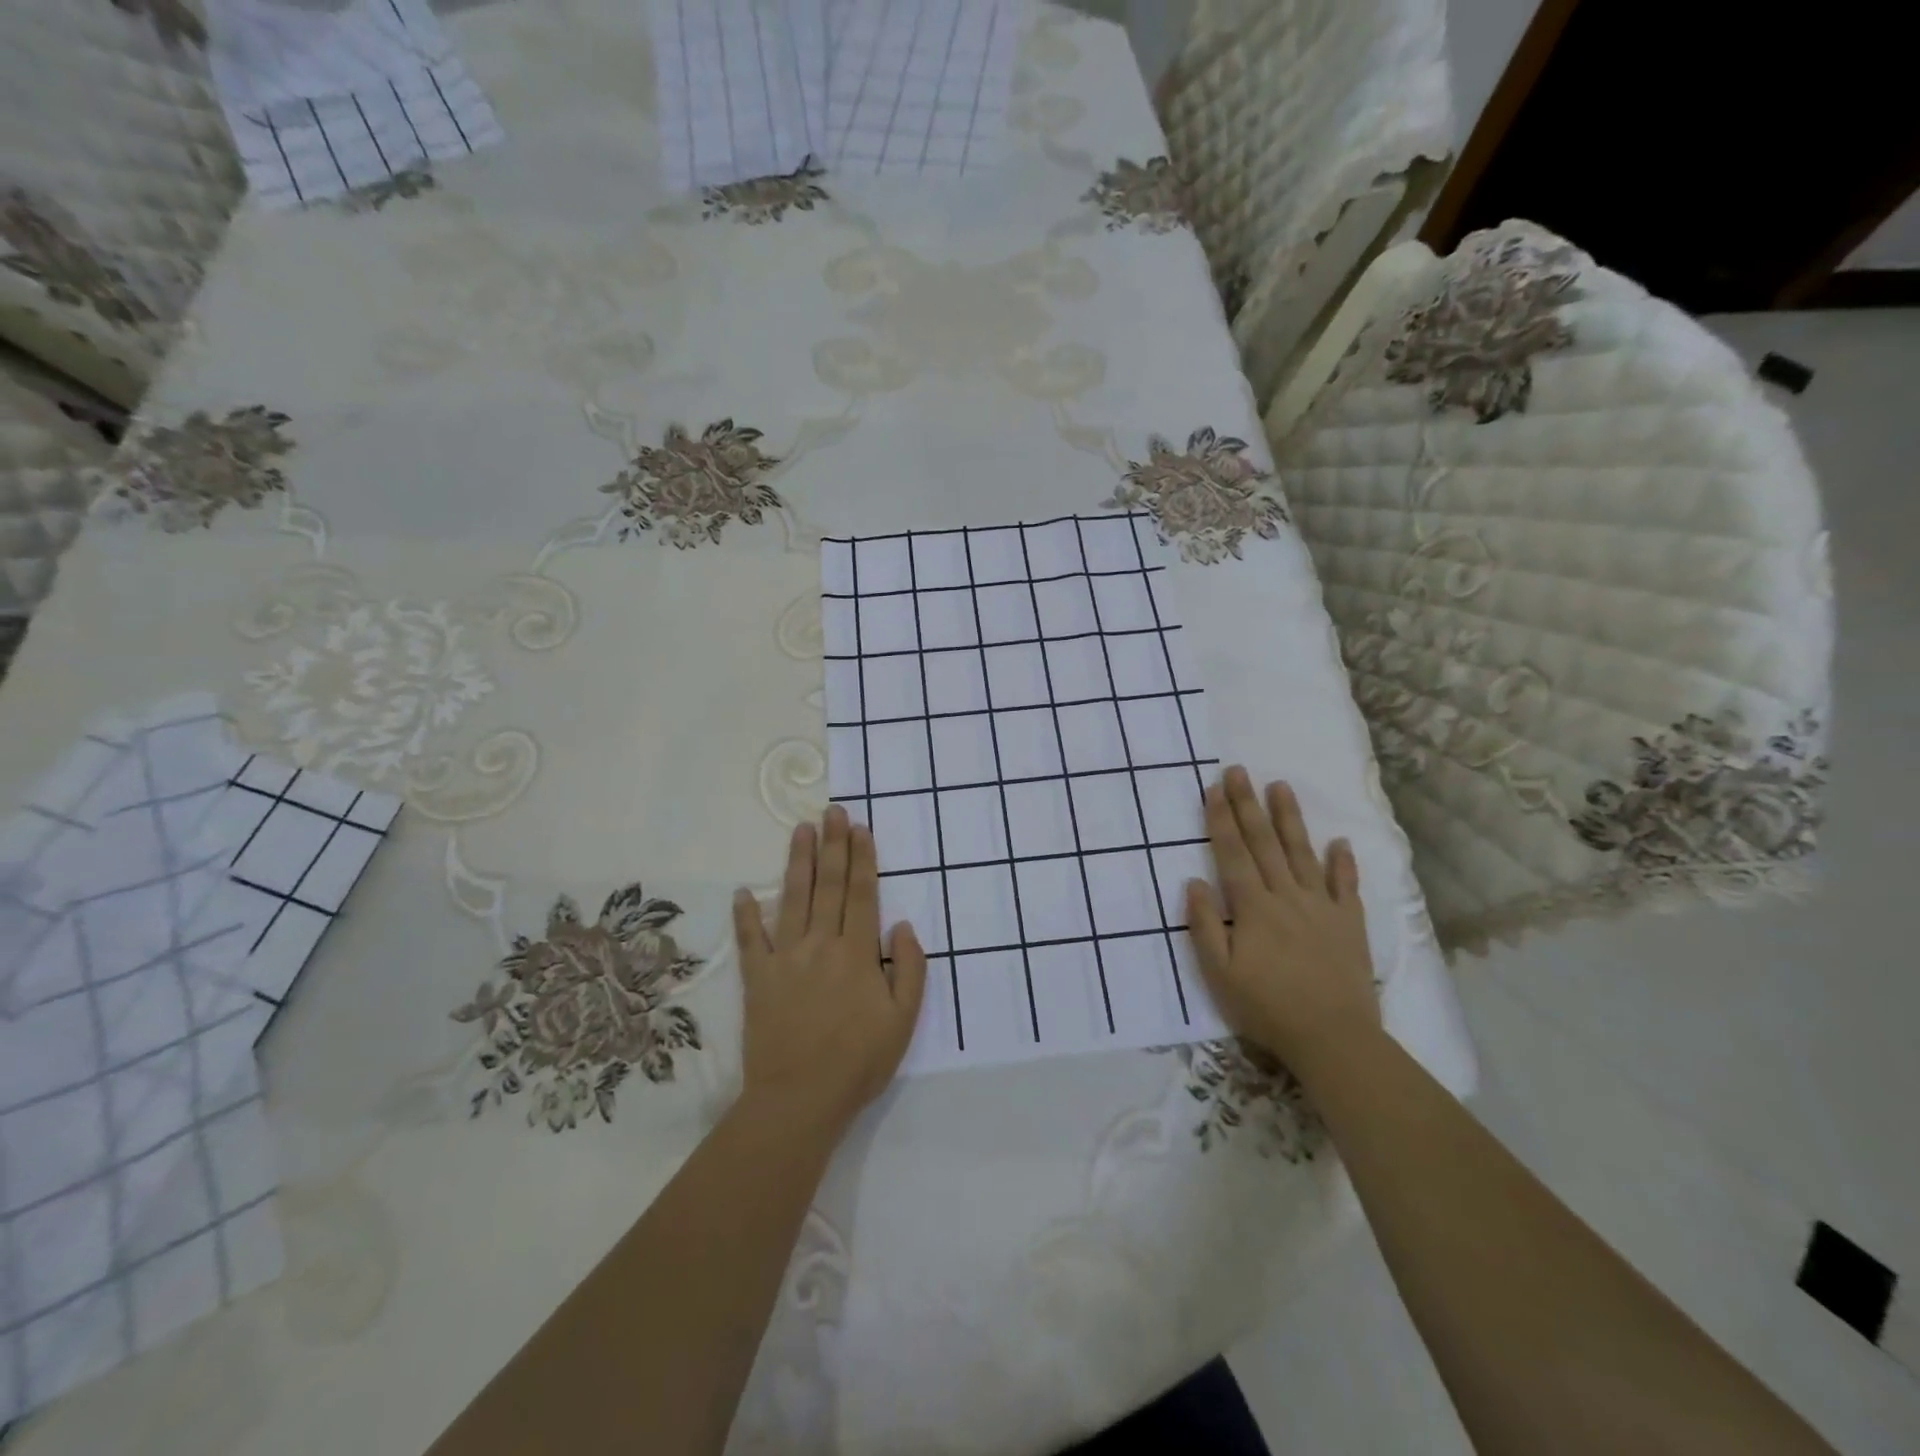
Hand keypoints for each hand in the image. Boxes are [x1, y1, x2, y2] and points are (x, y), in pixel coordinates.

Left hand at [732, 805, 926, 1135]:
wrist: (799, 1100)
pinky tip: (743, 892)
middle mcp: (821, 945)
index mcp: (857, 954)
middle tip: (832, 811)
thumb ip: (909, 970)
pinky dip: (746, 915)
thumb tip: (903, 926)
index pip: (862, 894)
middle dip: (832, 845)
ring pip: (793, 899)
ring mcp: (785, 958)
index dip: (862, 859)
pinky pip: (751, 940)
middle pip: (829, 886)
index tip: (860, 828)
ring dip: (798, 862)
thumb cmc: (858, 1062)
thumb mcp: (903, 1021)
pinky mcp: (758, 978)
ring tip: (801, 829)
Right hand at [1184, 768, 1380, 1074]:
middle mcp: (1287, 896)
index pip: (1232, 853)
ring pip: (1302, 853)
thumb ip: (1205, 925)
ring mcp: (1322, 907)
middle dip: (1248, 804)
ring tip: (1280, 786)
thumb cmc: (1267, 1007)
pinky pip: (1346, 886)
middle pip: (1264, 843)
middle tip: (1238, 770)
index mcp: (1253, 907)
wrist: (1333, 1038)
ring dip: (1290, 819)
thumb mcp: (1219, 973)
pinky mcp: (1349, 923)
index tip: (1214, 788)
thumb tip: (1194, 881)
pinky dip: (1343, 862)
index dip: (1221, 819)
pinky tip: (1340, 842)